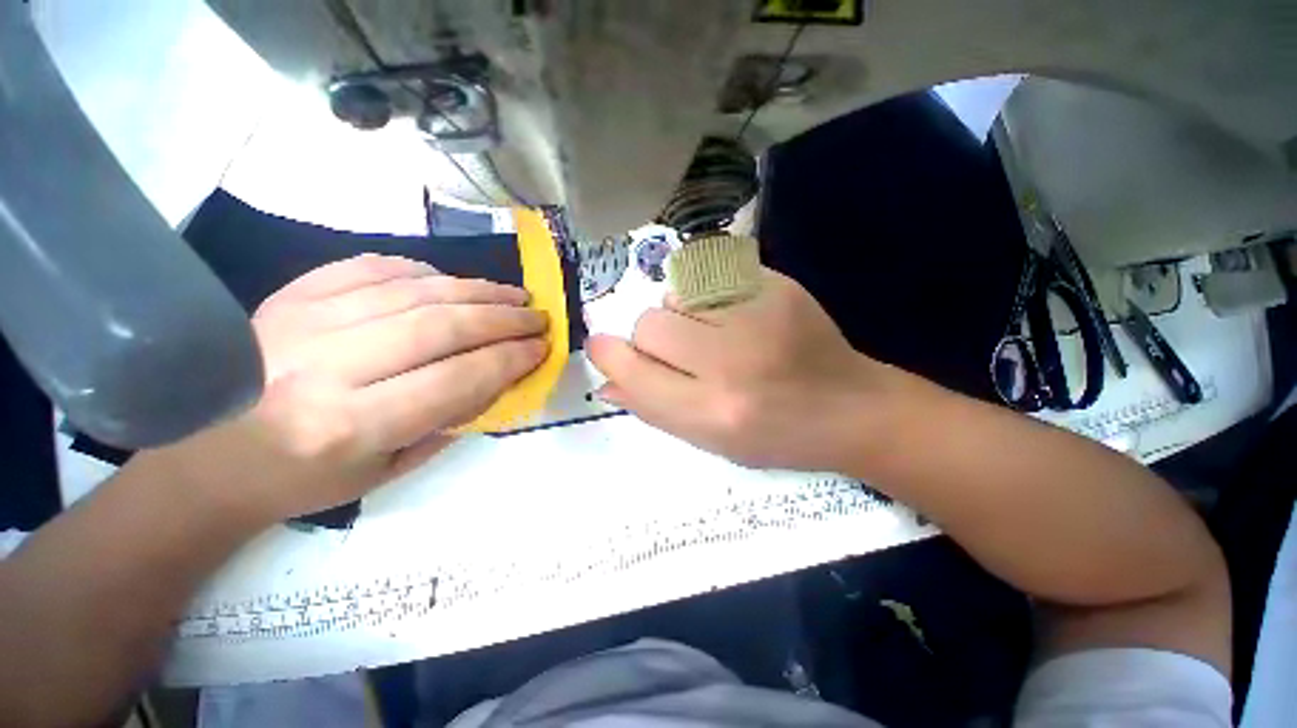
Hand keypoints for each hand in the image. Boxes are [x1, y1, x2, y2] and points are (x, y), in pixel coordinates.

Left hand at [139, 255, 548, 525]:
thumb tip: (500, 376)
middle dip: (503, 319)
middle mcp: (327, 367)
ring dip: (476, 290)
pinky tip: (449, 281)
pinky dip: (420, 271)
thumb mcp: (388, 470)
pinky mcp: (289, 295)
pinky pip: (369, 268)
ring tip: (512, 295)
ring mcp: (303, 321)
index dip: (509, 359)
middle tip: (537, 316)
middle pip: (440, 325)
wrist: (206, 460)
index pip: (456, 378)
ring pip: (413, 291)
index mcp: (351, 424)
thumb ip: (450, 420)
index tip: (541, 348)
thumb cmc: (305, 481)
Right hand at [588, 267, 895, 471]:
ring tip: (712, 334)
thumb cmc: (776, 435)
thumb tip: (606, 379)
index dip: (609, 355)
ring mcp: (758, 316)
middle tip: (680, 352)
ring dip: (680, 315)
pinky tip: (734, 316)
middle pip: (649, 324)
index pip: (634, 372)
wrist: (850, 407)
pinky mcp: (777, 285)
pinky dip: (706, 296)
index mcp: (713, 412)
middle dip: (652, 339)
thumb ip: (653, 408)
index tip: (604, 348)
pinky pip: (708, 275)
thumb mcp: (710, 441)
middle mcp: (732, 362)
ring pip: (675, 295)